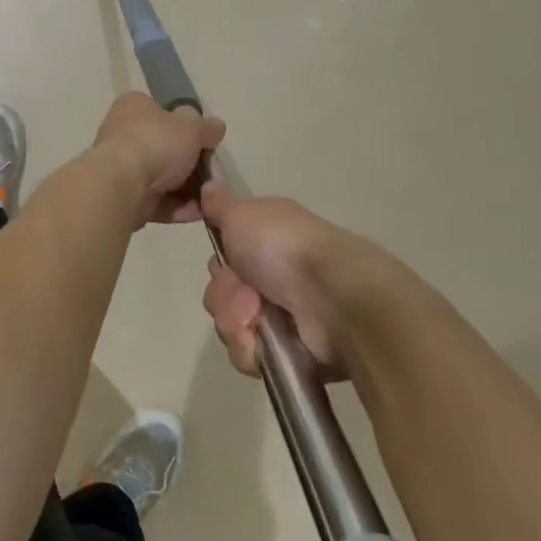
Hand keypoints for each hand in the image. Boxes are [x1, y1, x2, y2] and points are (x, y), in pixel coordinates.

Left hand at [89, 92, 226, 227]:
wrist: (122, 185)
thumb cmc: (155, 142)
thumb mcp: (190, 126)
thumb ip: (205, 127)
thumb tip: (216, 126)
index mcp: (133, 107)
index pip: (161, 111)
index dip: (184, 125)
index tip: (206, 140)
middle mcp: (123, 134)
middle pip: (163, 147)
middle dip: (189, 163)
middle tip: (212, 172)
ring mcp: (122, 168)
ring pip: (161, 177)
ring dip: (187, 189)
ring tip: (211, 196)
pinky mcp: (125, 198)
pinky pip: (157, 202)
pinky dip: (178, 207)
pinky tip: (200, 213)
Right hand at [200, 184, 383, 379]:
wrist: (331, 297)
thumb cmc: (283, 247)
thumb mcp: (243, 214)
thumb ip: (220, 206)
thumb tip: (208, 184)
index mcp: (266, 243)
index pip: (224, 260)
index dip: (220, 265)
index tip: (226, 263)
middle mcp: (274, 278)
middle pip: (222, 295)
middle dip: (225, 297)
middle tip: (245, 294)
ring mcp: (283, 317)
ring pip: (231, 326)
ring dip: (236, 323)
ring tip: (257, 320)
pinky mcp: (289, 353)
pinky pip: (248, 356)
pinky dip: (251, 350)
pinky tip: (263, 343)